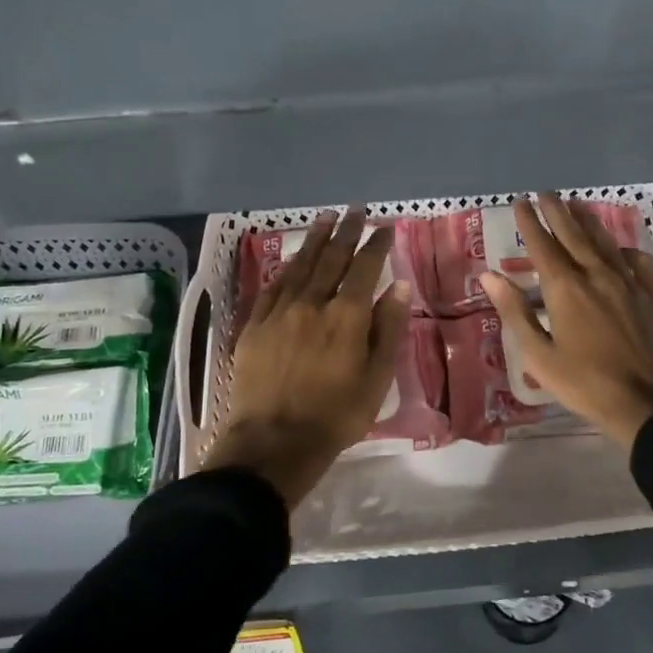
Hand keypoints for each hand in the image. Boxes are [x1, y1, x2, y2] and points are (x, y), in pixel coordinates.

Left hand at [205, 209, 411, 508]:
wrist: (273, 443)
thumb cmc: (336, 417)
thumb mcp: (376, 378)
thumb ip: (388, 329)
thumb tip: (399, 286)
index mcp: (347, 316)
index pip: (365, 267)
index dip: (376, 244)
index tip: (385, 226)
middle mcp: (312, 303)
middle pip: (331, 258)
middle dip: (346, 231)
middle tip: (354, 210)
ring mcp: (279, 312)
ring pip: (300, 266)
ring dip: (315, 240)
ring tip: (325, 218)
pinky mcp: (254, 325)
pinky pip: (272, 286)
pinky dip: (286, 268)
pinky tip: (291, 259)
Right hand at [479, 195, 652, 449]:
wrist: (651, 402)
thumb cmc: (586, 384)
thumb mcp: (539, 355)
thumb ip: (515, 312)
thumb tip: (489, 276)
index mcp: (566, 288)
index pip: (543, 245)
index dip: (530, 222)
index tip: (520, 202)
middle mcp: (597, 274)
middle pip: (574, 233)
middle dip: (557, 211)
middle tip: (545, 193)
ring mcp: (629, 281)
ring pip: (604, 241)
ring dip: (587, 220)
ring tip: (576, 204)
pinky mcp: (652, 293)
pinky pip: (634, 259)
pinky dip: (621, 248)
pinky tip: (618, 248)